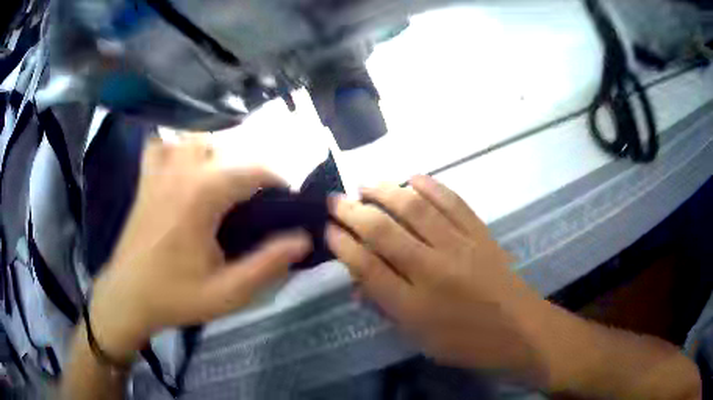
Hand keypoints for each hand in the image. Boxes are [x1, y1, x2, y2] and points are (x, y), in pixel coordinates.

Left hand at [89, 136, 311, 360]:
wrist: (127, 298)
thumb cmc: (176, 297)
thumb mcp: (228, 293)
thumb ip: (267, 264)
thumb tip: (303, 239)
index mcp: (201, 195)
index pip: (252, 171)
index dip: (277, 181)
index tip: (288, 201)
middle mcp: (180, 173)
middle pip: (226, 150)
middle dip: (249, 171)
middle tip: (258, 204)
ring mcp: (159, 173)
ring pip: (195, 142)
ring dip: (216, 155)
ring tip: (225, 185)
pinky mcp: (145, 181)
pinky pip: (162, 148)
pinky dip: (176, 149)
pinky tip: (183, 167)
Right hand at [326, 175, 551, 384]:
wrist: (519, 330)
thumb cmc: (466, 343)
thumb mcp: (419, 339)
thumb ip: (387, 310)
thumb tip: (358, 284)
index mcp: (413, 306)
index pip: (367, 267)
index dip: (342, 244)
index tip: (328, 229)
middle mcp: (432, 271)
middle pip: (384, 233)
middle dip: (353, 212)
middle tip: (336, 200)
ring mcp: (459, 247)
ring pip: (415, 210)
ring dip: (386, 192)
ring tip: (366, 184)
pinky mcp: (480, 234)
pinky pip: (452, 202)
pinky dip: (431, 186)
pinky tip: (413, 178)